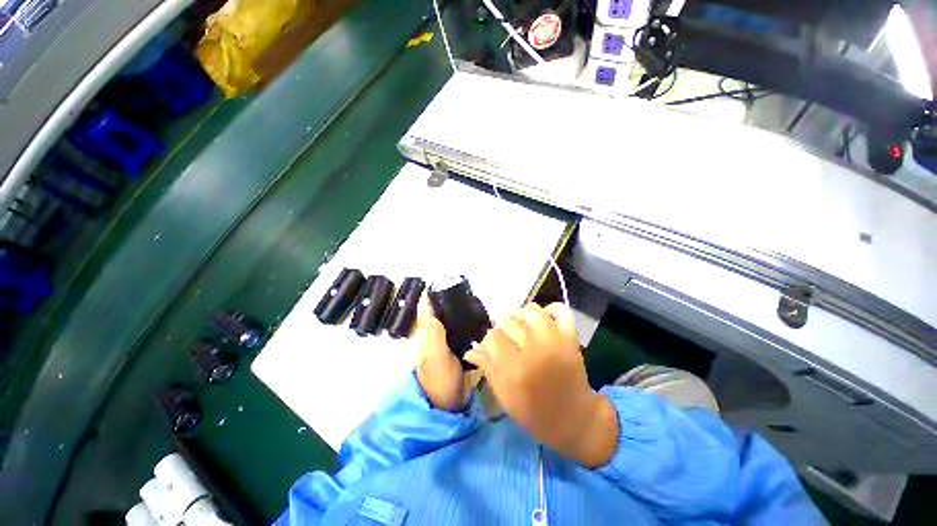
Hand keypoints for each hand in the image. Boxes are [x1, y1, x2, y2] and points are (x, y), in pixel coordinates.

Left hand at [416, 295, 473, 411]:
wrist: (448, 405)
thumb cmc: (440, 380)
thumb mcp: (436, 357)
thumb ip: (434, 334)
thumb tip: (431, 308)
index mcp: (427, 336)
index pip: (427, 311)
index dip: (431, 296)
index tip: (442, 282)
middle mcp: (434, 337)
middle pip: (438, 313)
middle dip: (446, 300)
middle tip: (462, 289)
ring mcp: (445, 345)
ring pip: (448, 321)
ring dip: (455, 310)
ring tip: (469, 300)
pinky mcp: (455, 351)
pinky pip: (458, 331)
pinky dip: (463, 322)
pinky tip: (473, 319)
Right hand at [465, 303, 617, 466]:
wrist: (573, 418)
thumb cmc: (534, 412)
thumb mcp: (504, 395)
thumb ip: (487, 367)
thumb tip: (470, 350)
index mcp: (514, 368)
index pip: (493, 337)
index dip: (489, 341)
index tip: (493, 348)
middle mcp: (533, 349)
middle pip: (509, 321)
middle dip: (504, 329)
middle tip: (508, 340)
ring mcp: (554, 340)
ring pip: (531, 310)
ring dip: (522, 315)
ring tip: (522, 326)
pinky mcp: (570, 337)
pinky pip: (562, 311)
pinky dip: (552, 310)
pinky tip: (544, 319)